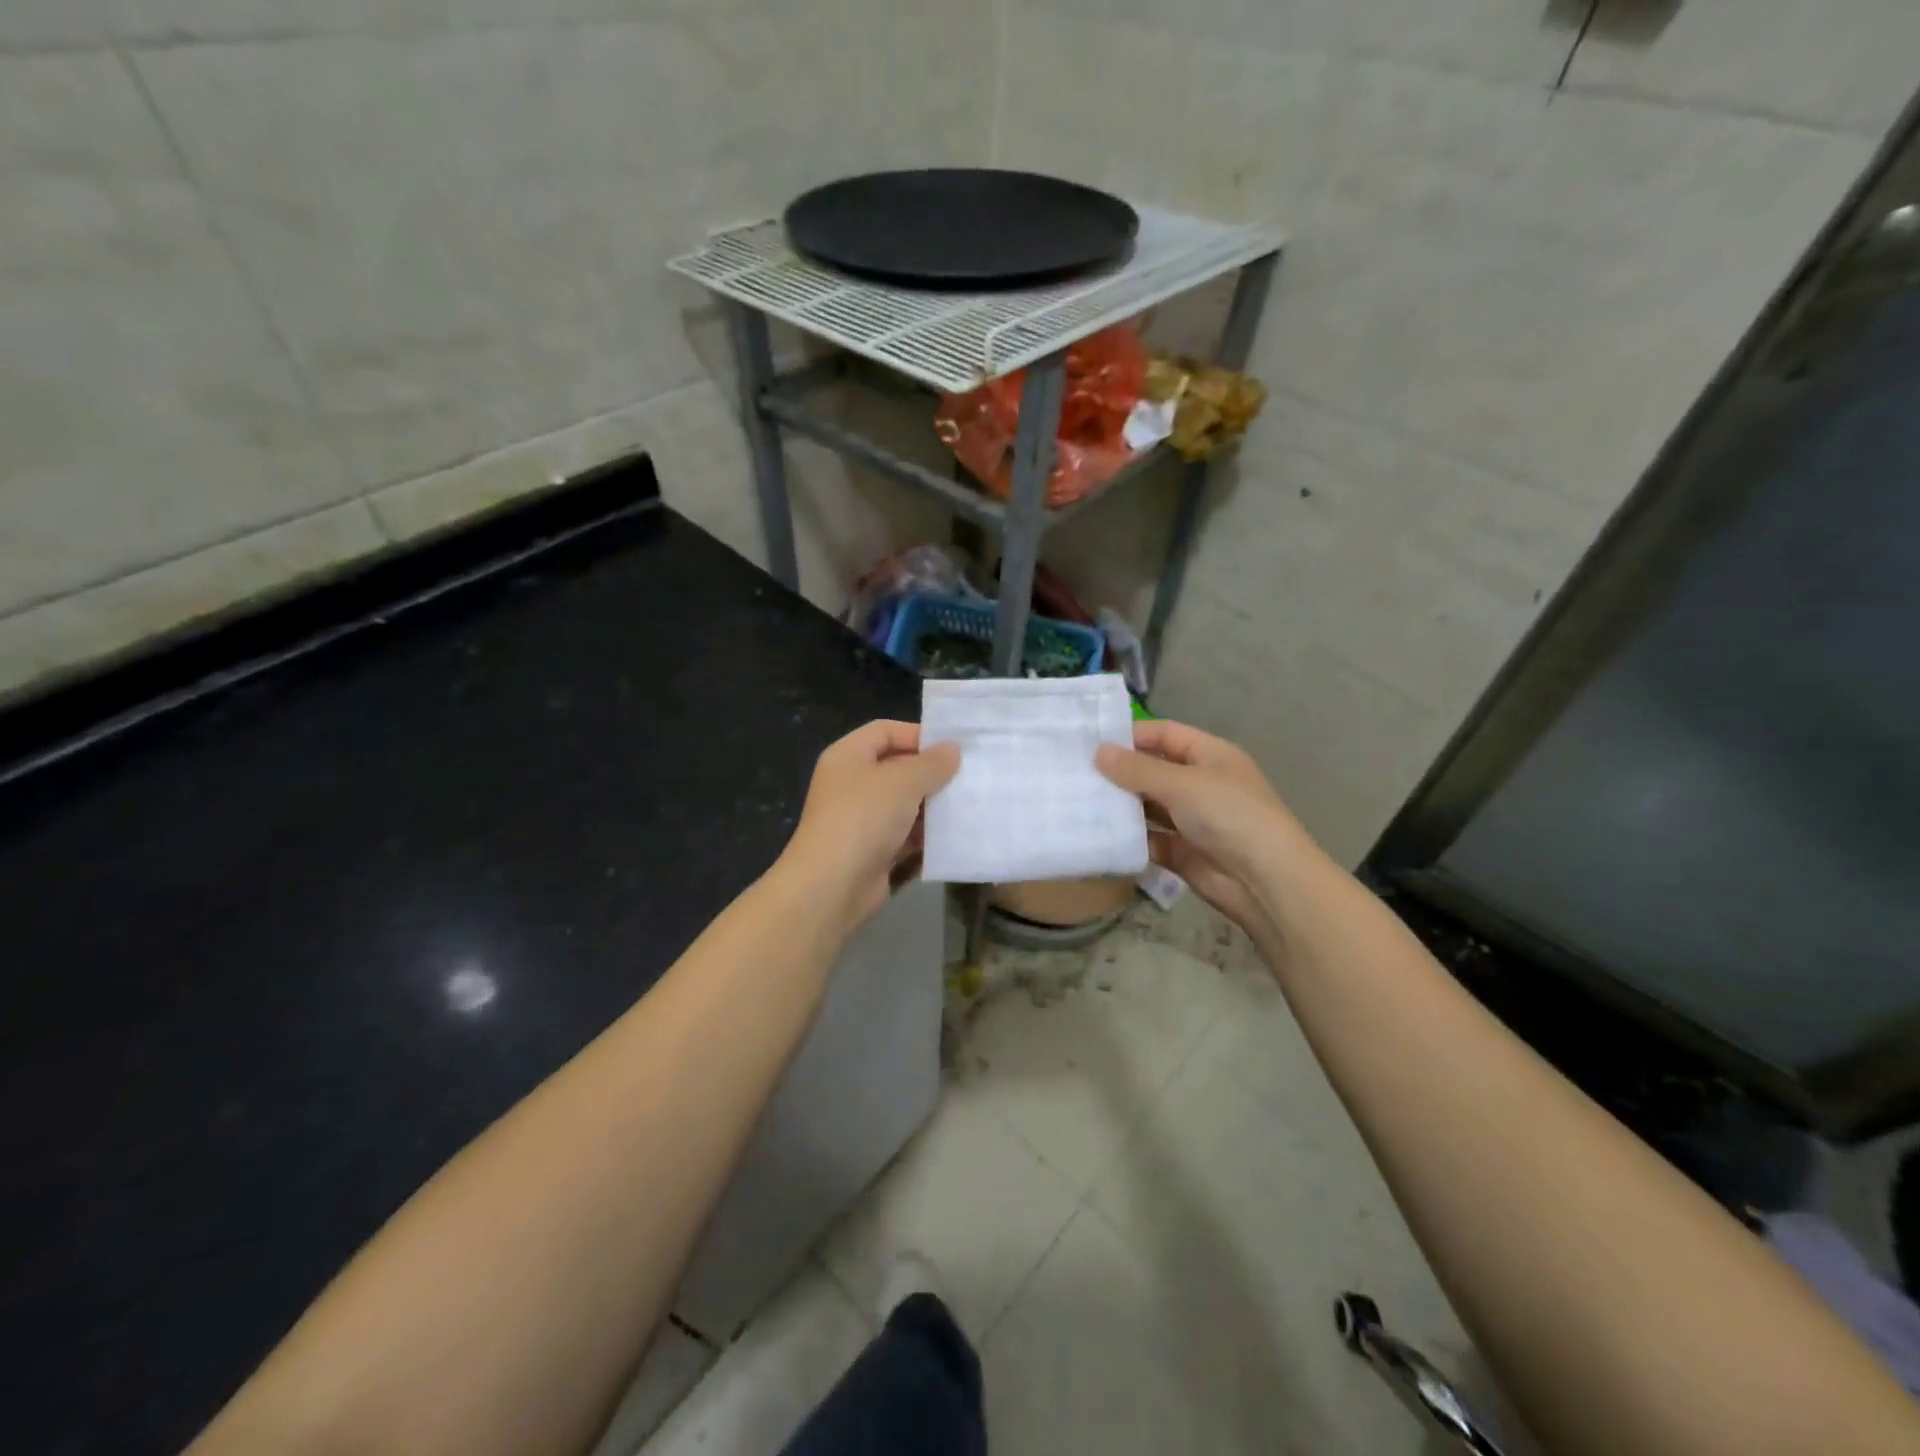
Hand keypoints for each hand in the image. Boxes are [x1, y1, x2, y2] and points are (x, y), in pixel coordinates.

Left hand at [778, 720, 960, 934]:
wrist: (832, 886)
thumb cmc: (864, 818)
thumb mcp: (902, 781)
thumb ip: (931, 763)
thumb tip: (952, 749)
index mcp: (848, 756)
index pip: (885, 731)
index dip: (918, 734)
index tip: (954, 748)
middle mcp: (851, 783)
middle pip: (896, 767)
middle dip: (931, 772)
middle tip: (968, 776)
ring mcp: (861, 818)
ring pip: (904, 803)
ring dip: (932, 804)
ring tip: (968, 803)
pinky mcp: (873, 850)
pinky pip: (905, 833)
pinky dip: (926, 833)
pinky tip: (954, 834)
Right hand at [1095, 720, 1314, 940]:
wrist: (1265, 881)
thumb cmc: (1229, 816)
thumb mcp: (1182, 784)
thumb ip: (1137, 769)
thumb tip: (1098, 752)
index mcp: (1210, 756)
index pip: (1165, 734)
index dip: (1131, 735)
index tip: (1091, 742)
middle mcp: (1200, 784)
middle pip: (1153, 770)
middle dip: (1119, 773)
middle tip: (1075, 774)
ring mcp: (1192, 820)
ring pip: (1148, 807)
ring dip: (1121, 806)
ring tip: (1078, 802)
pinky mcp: (1182, 852)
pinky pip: (1149, 840)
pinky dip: (1129, 838)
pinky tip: (1098, 835)